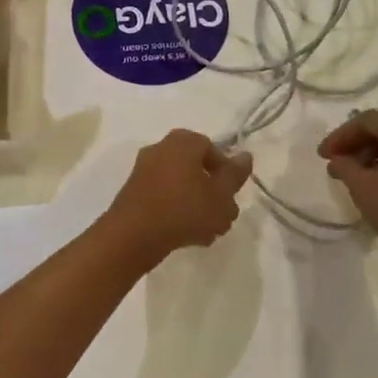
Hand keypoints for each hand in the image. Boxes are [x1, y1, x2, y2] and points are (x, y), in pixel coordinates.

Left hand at [102, 130, 253, 268]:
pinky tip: (187, 235)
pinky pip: (163, 196)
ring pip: (181, 184)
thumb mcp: (220, 196)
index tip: (232, 196)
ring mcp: (144, 169)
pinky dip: (176, 210)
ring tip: (207, 232)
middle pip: (196, 168)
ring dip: (196, 204)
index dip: (226, 173)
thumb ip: (235, 175)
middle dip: (212, 192)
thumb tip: (245, 155)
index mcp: (184, 141)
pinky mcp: (133, 191)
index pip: (213, 149)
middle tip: (222, 215)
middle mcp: (162, 147)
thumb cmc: (184, 210)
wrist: (132, 236)